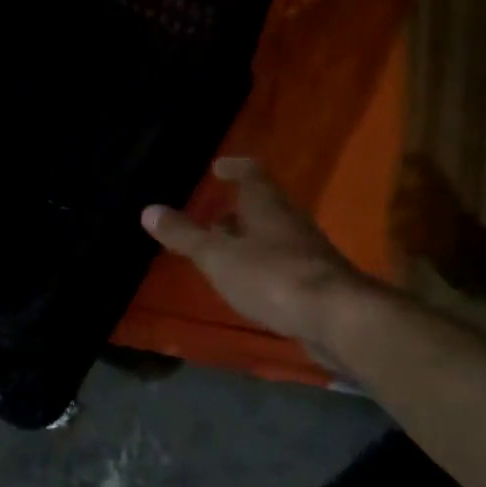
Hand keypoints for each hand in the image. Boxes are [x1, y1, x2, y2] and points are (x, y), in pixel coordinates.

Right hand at [141, 157, 378, 358]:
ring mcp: (307, 252)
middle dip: (237, 211)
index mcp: (268, 205)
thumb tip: (149, 209)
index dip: (234, 168)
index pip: (252, 174)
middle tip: (211, 219)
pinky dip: (262, 266)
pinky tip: (250, 284)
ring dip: (249, 240)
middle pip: (263, 207)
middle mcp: (290, 222)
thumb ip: (185, 235)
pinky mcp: (316, 282)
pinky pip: (282, 264)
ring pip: (273, 237)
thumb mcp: (219, 257)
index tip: (217, 167)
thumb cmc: (272, 277)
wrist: (336, 318)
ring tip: (224, 253)